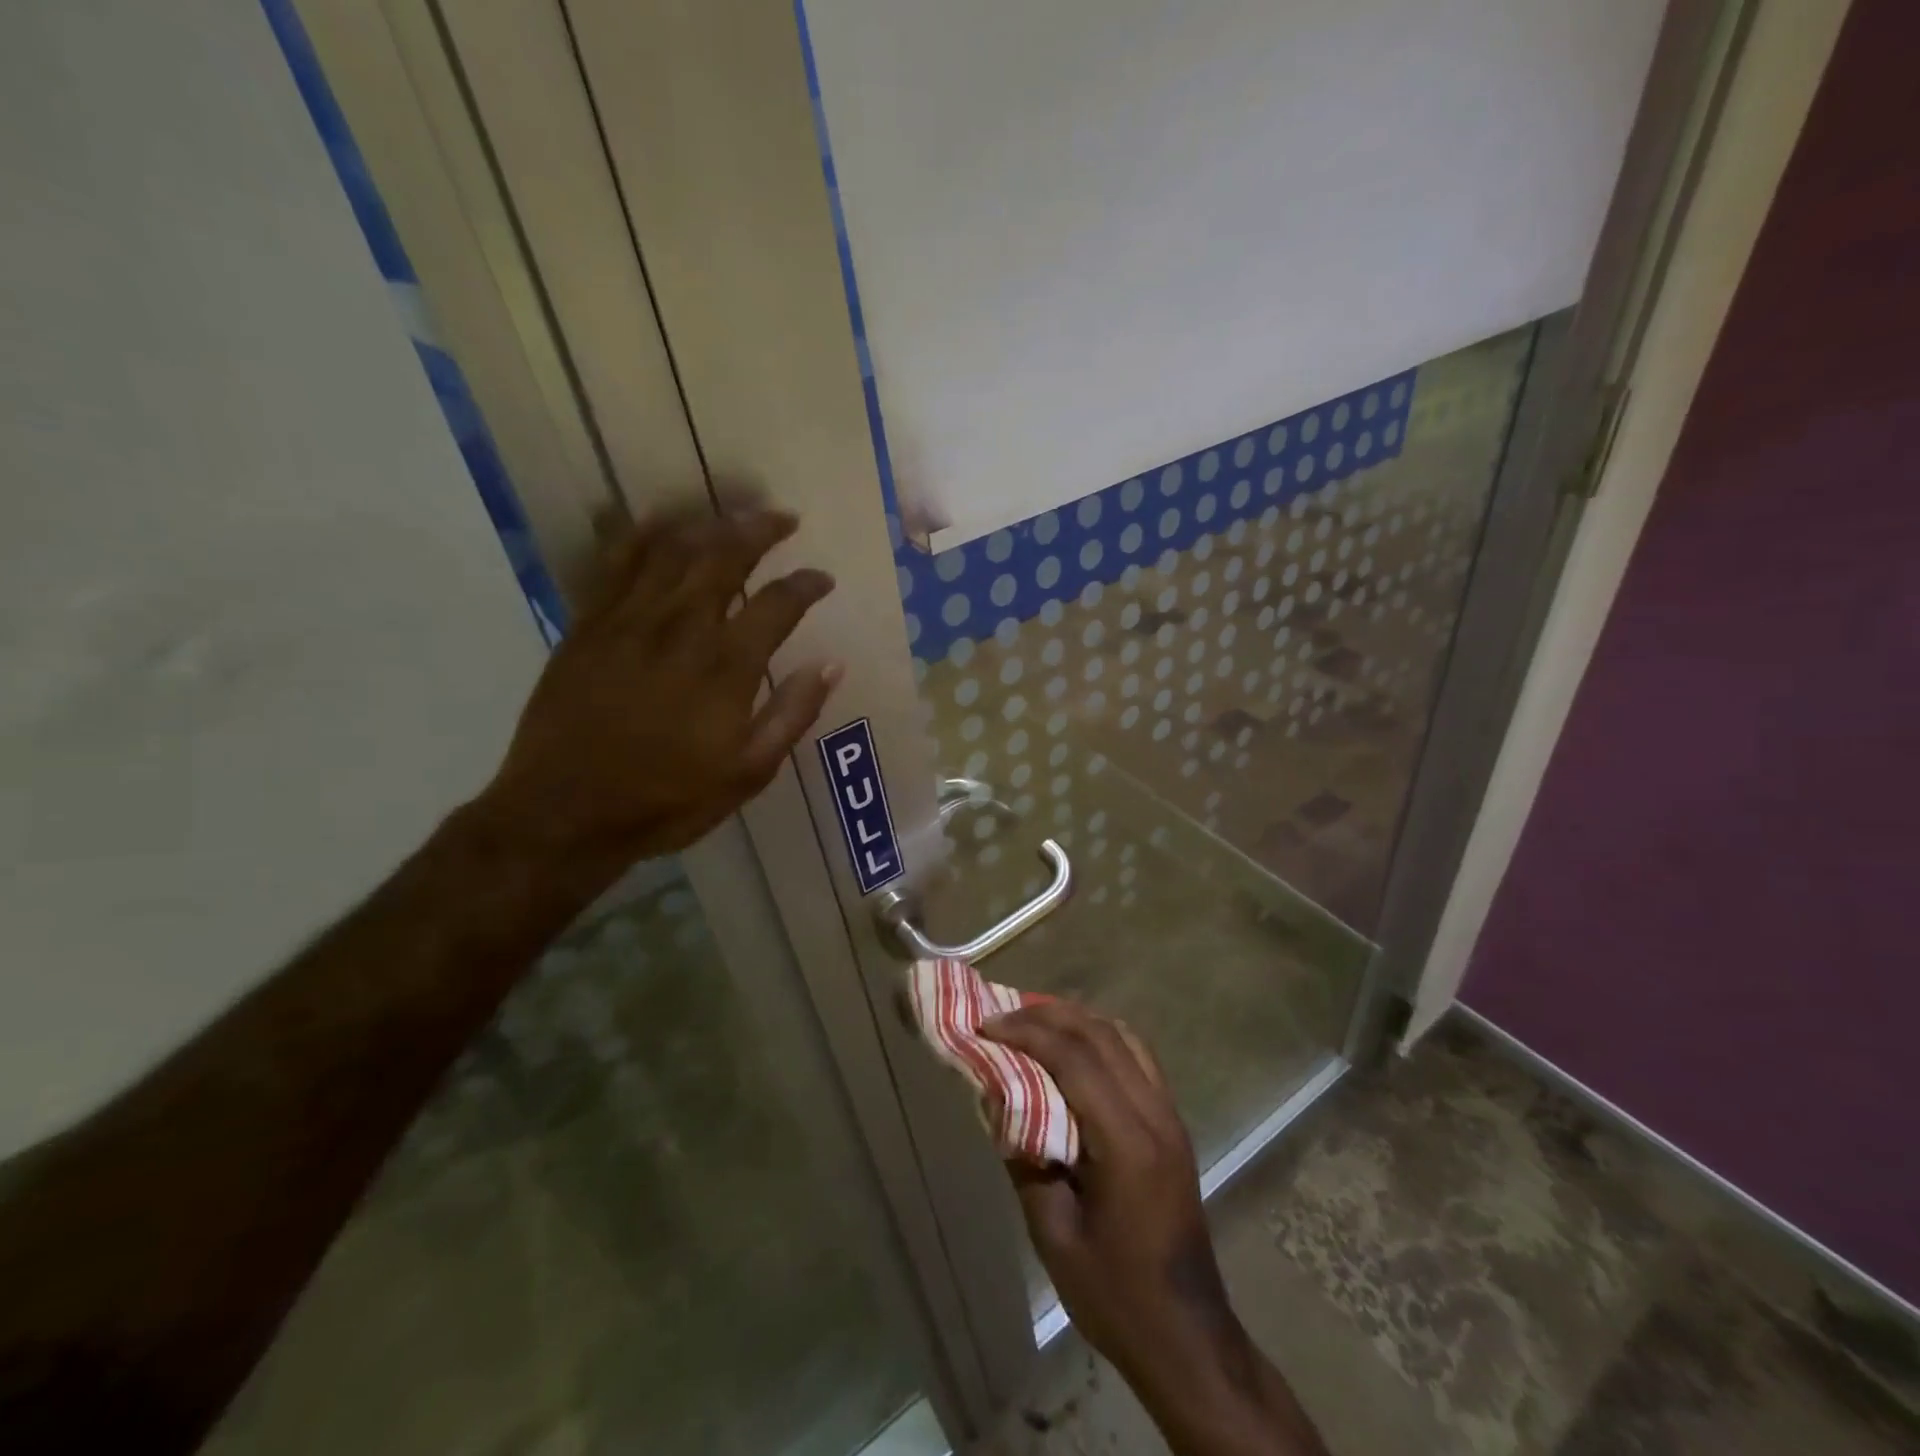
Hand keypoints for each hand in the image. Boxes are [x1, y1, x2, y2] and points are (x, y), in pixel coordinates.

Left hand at [476, 508, 838, 865]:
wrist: (565, 814)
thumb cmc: (667, 800)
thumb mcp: (747, 773)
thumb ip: (792, 714)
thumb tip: (831, 665)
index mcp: (725, 669)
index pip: (777, 605)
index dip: (806, 585)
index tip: (823, 579)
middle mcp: (679, 629)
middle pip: (724, 557)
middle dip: (759, 530)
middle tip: (783, 518)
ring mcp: (627, 621)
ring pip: (672, 549)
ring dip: (709, 524)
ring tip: (733, 515)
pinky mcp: (588, 625)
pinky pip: (616, 562)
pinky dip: (643, 535)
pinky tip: (662, 524)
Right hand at [981, 1001, 1242, 1393]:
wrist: (1188, 1337)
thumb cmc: (1116, 1295)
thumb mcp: (1054, 1235)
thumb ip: (1024, 1158)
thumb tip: (998, 1098)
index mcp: (1127, 1143)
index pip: (1075, 1059)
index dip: (1027, 1033)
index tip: (985, 1027)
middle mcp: (1155, 1114)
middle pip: (1100, 1035)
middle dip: (1047, 1016)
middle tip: (1001, 1019)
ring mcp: (1170, 1116)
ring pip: (1123, 1037)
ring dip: (1076, 1020)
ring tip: (1033, 1023)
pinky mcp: (1172, 1124)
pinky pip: (1137, 1057)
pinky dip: (1101, 1038)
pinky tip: (1074, 1050)